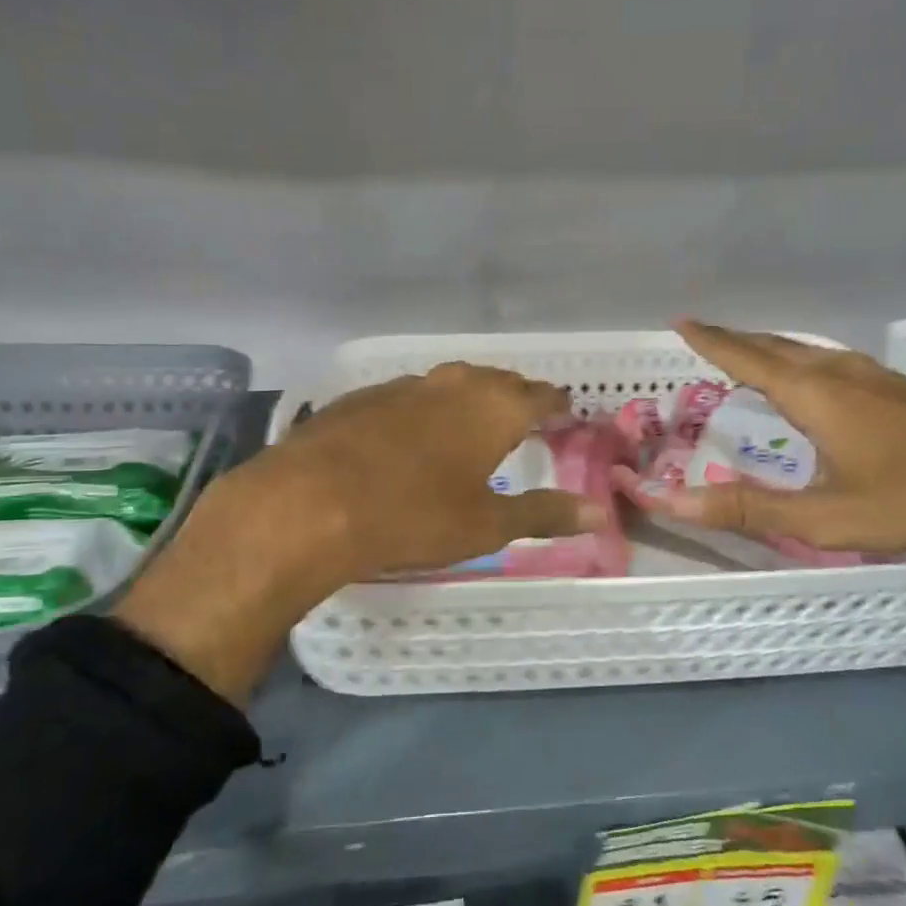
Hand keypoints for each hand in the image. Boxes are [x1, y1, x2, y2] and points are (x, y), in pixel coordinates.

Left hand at [117, 364, 603, 705]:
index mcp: (492, 408)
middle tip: (525, 415)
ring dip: (469, 397)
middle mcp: (451, 385)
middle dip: (515, 395)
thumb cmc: (413, 516)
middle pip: (496, 381)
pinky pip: (409, 395)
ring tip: (474, 419)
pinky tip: (412, 432)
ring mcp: (401, 387)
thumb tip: (596, 515)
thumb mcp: (485, 525)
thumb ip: (542, 514)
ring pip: (450, 383)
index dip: (556, 403)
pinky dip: (425, 409)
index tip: (566, 411)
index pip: (539, 395)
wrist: (308, 504)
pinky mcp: (360, 398)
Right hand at [644, 321, 905, 565]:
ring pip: (810, 353)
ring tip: (748, 354)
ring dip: (772, 349)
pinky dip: (803, 363)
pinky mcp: (903, 390)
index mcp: (818, 396)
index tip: (682, 321)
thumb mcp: (825, 518)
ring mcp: (879, 378)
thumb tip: (668, 502)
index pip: (749, 359)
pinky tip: (813, 381)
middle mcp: (844, 375)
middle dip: (737, 340)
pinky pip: (834, 363)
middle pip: (778, 347)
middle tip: (705, 336)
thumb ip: (746, 509)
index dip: (713, 342)